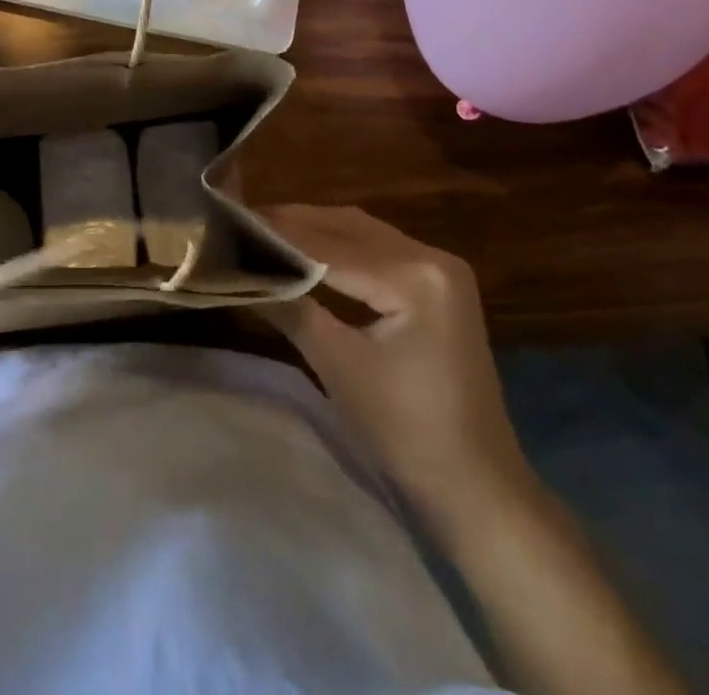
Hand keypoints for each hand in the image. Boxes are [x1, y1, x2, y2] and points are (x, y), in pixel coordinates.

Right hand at [258, 204, 533, 533]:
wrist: (478, 488)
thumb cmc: (406, 432)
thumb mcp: (338, 366)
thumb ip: (290, 307)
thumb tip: (241, 271)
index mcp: (415, 275)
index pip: (330, 245)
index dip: (278, 234)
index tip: (231, 220)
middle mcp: (433, 257)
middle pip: (348, 228)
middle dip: (294, 223)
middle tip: (242, 222)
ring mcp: (441, 269)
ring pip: (364, 234)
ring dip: (317, 231)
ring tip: (266, 231)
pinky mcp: (439, 286)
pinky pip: (380, 251)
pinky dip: (342, 248)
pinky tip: (309, 253)